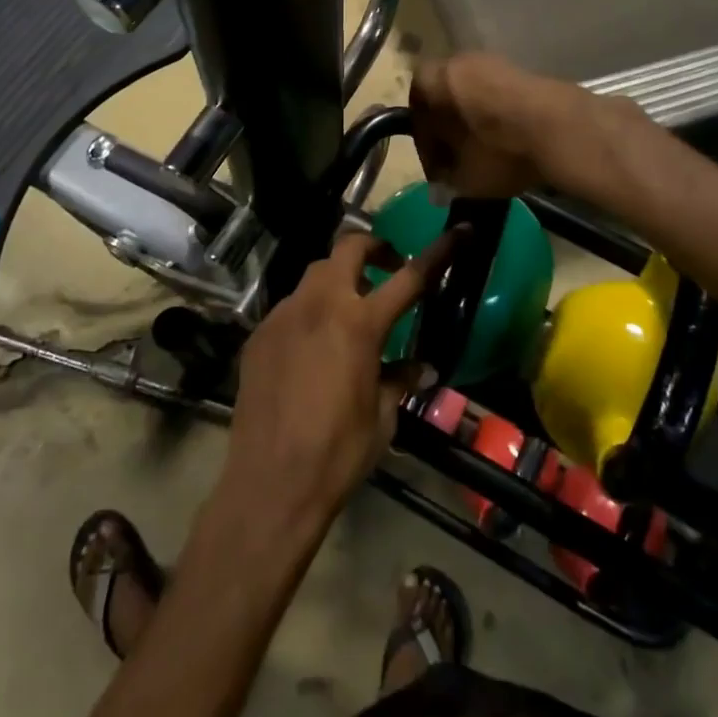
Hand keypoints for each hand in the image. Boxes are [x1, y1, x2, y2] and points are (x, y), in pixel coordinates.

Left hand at [223, 230, 455, 526]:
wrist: (270, 484)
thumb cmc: (338, 453)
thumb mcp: (383, 416)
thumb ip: (400, 379)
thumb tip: (421, 366)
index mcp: (359, 324)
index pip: (409, 276)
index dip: (438, 252)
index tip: (459, 232)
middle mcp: (320, 305)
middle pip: (348, 248)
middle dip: (374, 248)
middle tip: (387, 269)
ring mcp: (283, 316)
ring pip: (315, 275)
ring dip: (338, 281)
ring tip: (348, 313)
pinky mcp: (258, 335)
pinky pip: (290, 308)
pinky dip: (309, 313)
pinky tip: (312, 348)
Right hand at [411, 53, 629, 198]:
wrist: (560, 130)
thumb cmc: (497, 149)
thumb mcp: (462, 176)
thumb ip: (446, 178)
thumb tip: (443, 183)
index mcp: (434, 78)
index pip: (416, 112)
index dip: (425, 145)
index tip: (437, 169)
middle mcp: (462, 61)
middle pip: (447, 99)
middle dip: (451, 131)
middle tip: (459, 162)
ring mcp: (498, 64)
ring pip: (476, 98)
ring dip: (477, 124)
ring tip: (486, 157)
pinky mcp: (529, 74)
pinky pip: (502, 99)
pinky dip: (501, 120)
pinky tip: (511, 146)